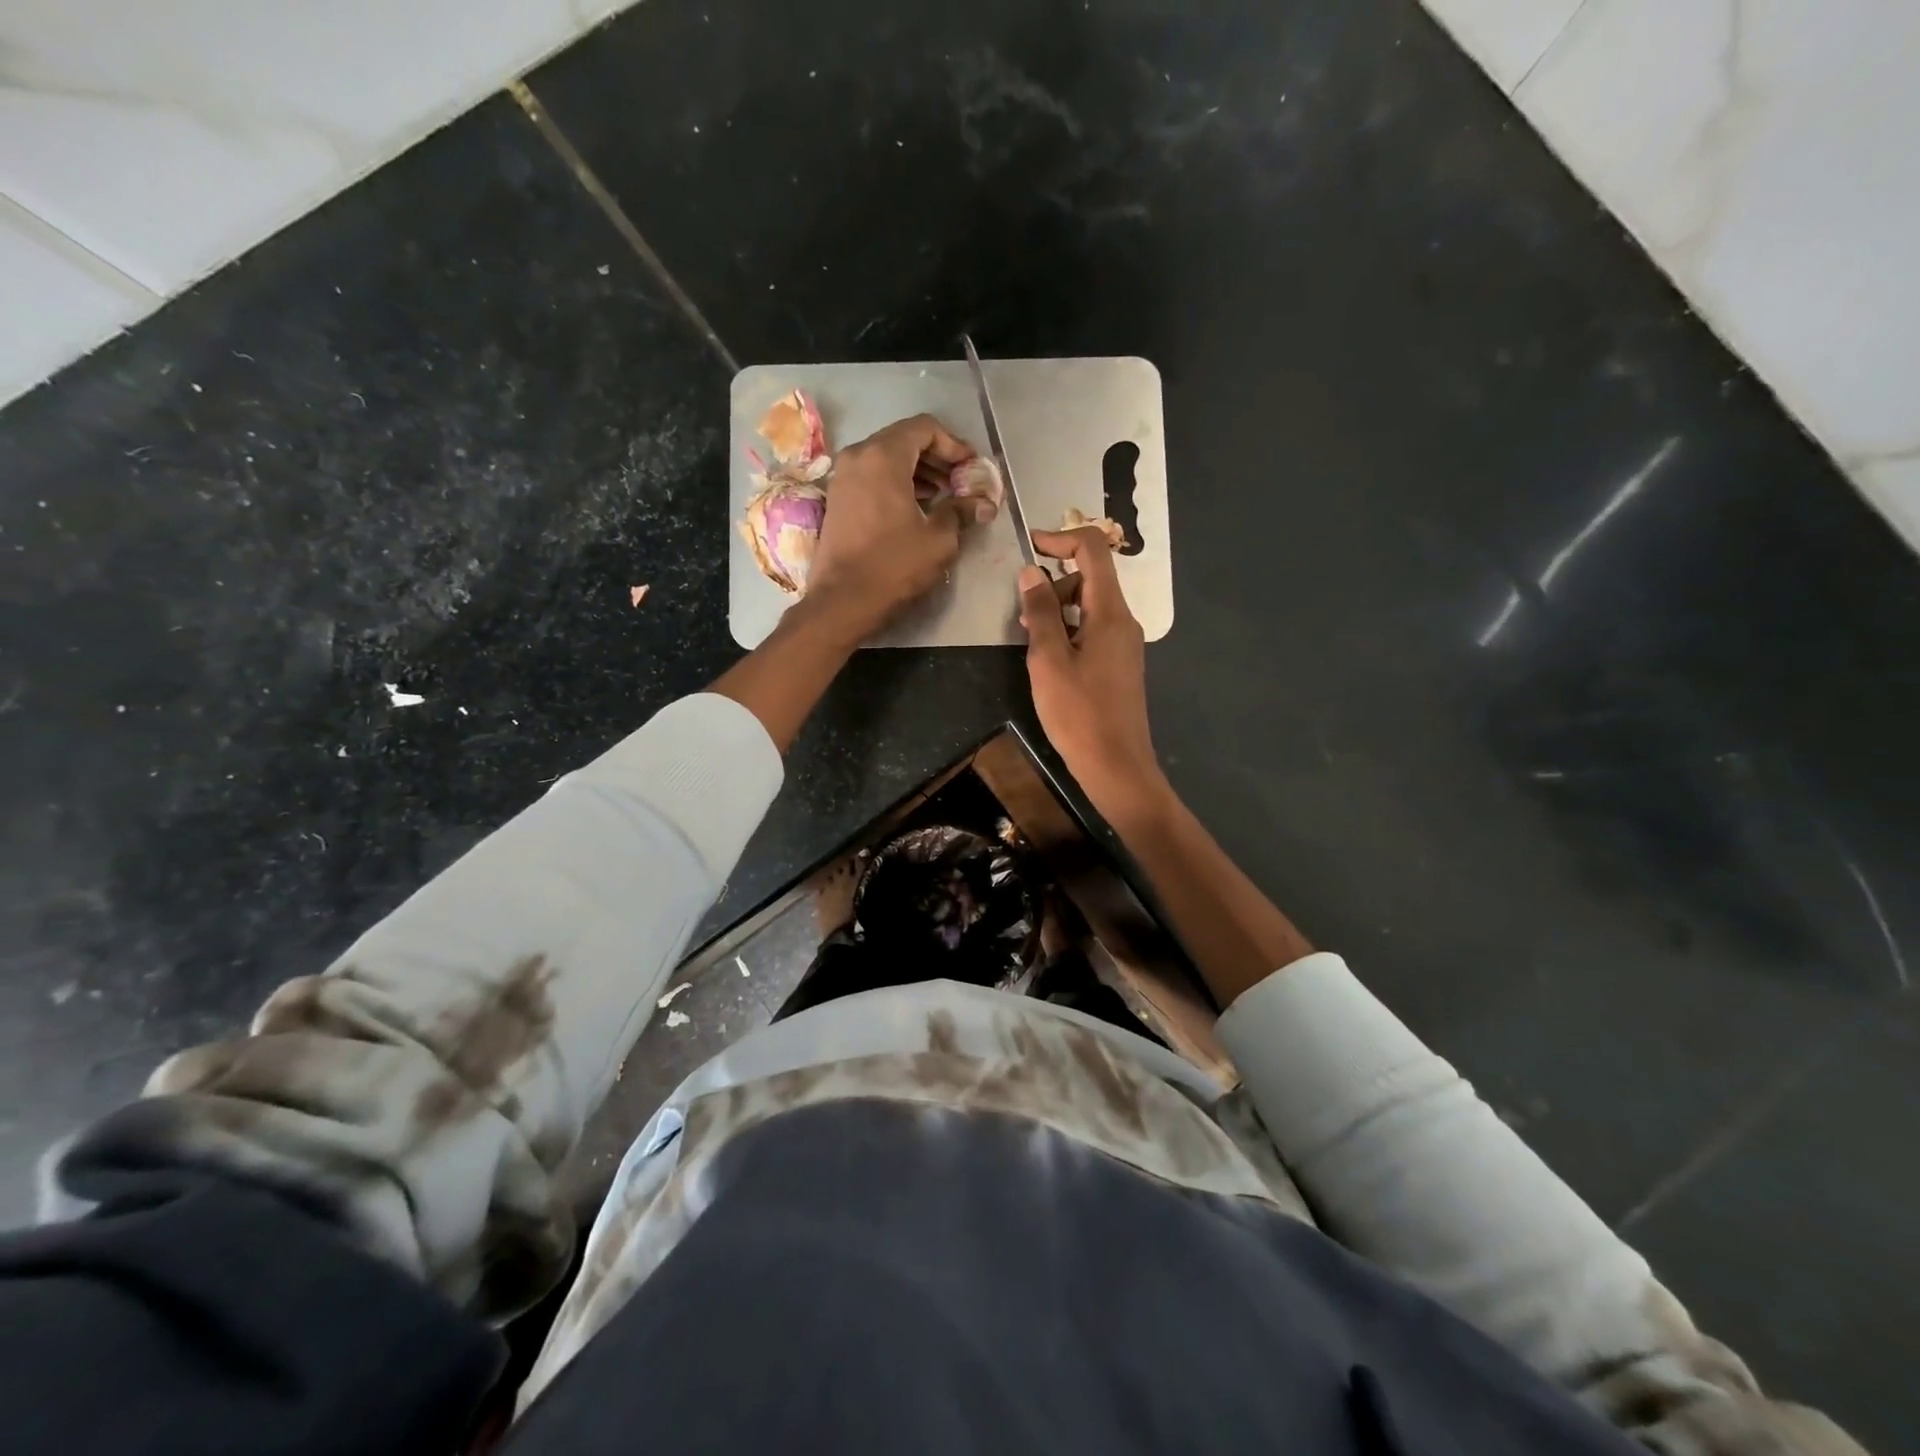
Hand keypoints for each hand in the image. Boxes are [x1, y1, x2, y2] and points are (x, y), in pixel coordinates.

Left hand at [805, 414, 994, 641]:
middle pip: (905, 440)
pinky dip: (897, 483)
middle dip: (937, 458)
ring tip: (945, 496)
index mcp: (884, 456)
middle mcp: (859, 456)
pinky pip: (873, 476)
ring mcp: (843, 477)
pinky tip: (917, 507)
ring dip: (919, 471)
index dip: (954, 445)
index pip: (925, 428)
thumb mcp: (938, 539)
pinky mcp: (838, 499)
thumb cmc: (894, 565)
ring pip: (887, 458)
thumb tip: (984, 503)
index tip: (972, 468)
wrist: (842, 601)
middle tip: (962, 482)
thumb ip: (962, 511)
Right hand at [1019, 527, 1167, 822]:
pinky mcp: (1118, 664)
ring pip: (1088, 606)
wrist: (1116, 764)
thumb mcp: (1049, 659)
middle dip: (1053, 582)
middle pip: (1090, 577)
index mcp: (1110, 612)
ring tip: (1030, 641)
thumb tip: (1030, 572)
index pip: (1092, 550)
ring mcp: (1123, 643)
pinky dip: (1068, 630)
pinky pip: (1092, 630)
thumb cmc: (1078, 713)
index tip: (1028, 548)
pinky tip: (1048, 659)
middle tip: (1022, 613)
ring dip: (1057, 609)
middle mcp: (1123, 621)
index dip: (1060, 539)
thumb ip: (1040, 612)